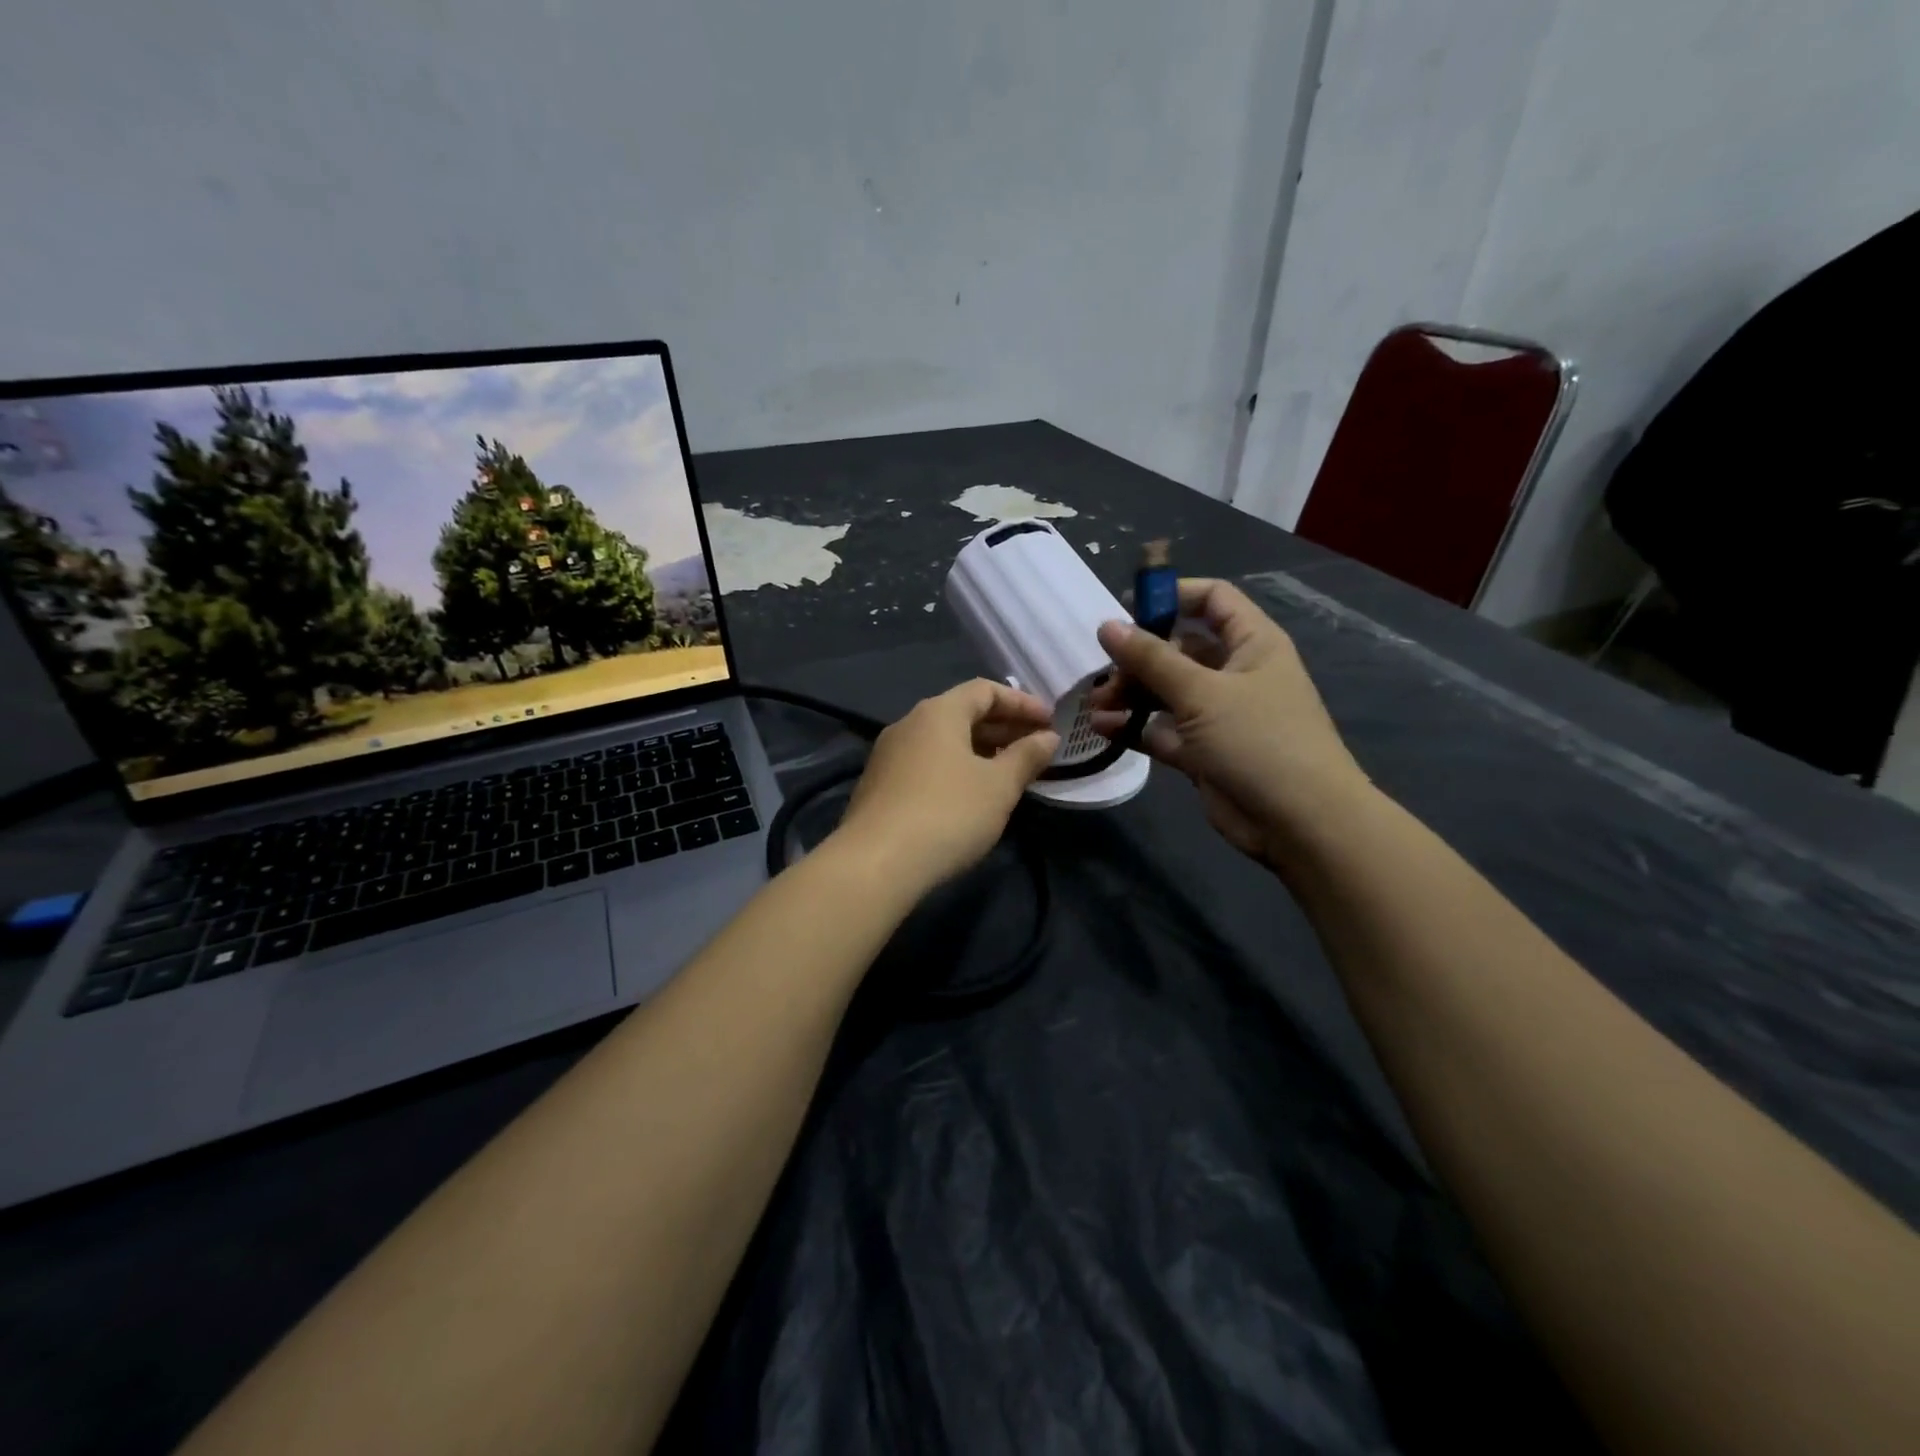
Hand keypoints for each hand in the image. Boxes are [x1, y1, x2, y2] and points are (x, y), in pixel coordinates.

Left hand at [832, 679, 1059, 890]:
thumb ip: (1026, 757)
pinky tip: (971, 794)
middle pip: (962, 713)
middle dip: (1002, 727)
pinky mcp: (879, 785)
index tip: (1050, 722)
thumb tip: (1047, 737)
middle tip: (1036, 747)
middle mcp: (909, 724)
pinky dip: (955, 768)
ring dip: (979, 750)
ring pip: (943, 741)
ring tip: (1009, 772)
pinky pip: (926, 763)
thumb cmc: (948, 814)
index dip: (1021, 702)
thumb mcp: (999, 786)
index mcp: (938, 713)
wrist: (876, 863)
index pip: (985, 690)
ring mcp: (888, 755)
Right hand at [1089, 578, 1371, 866]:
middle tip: (1103, 672)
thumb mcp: (1202, 692)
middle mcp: (1235, 673)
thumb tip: (1107, 626)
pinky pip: (1163, 729)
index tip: (1127, 606)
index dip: (1172, 595)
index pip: (1213, 600)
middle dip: (1138, 657)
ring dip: (1130, 694)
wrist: (1299, 822)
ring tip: (1095, 704)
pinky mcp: (1203, 752)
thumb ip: (1151, 659)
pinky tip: (1103, 728)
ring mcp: (1218, 715)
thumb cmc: (1259, 740)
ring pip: (1166, 692)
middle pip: (1179, 649)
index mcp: (1252, 644)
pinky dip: (1135, 727)